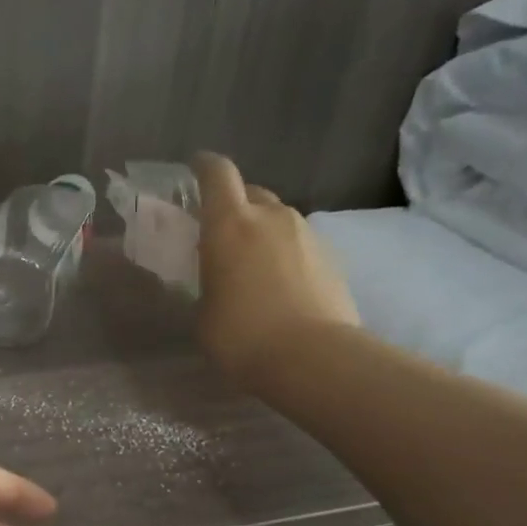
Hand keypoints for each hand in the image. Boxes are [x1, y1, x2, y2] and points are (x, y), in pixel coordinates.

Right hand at [193, 151, 359, 388]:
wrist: (313, 358)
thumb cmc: (241, 336)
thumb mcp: (204, 311)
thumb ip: (208, 281)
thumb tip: (217, 277)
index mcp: (230, 224)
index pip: (217, 174)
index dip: (204, 167)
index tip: (194, 170)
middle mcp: (271, 217)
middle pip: (251, 192)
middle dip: (234, 204)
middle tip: (221, 232)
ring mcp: (307, 235)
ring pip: (278, 218)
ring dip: (262, 231)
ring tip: (252, 264)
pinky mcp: (332, 257)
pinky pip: (300, 243)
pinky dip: (286, 254)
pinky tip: (280, 285)